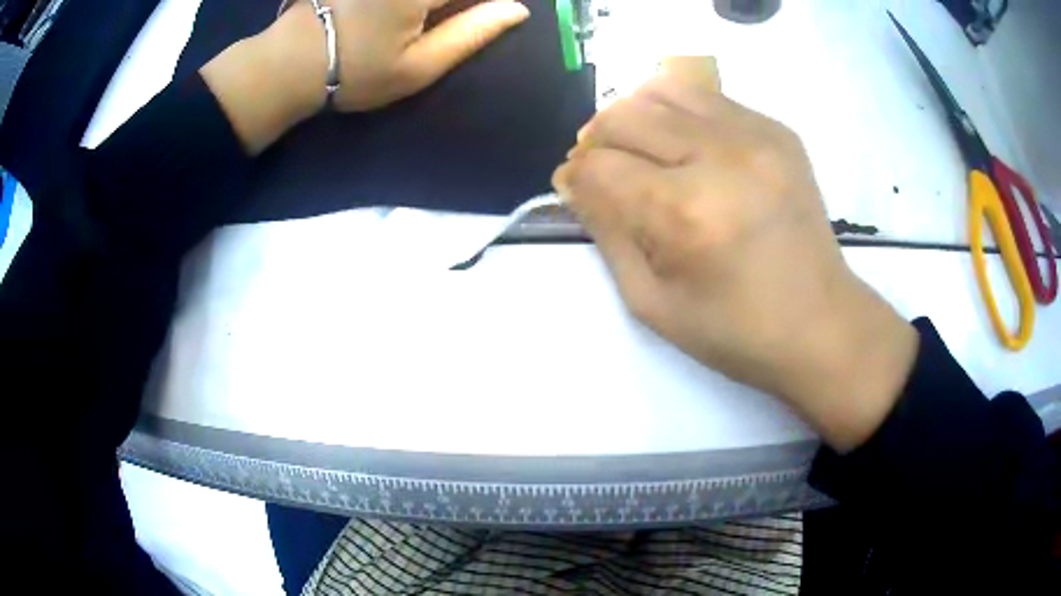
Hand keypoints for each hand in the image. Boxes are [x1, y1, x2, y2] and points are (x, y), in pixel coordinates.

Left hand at [202, 0, 528, 152]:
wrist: (290, 62)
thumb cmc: (357, 71)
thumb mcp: (419, 67)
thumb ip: (472, 33)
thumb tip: (518, 9)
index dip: (492, 4)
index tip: (496, 14)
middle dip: (459, 7)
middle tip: (439, 26)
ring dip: (441, 6)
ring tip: (427, 24)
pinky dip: (423, 5)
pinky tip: (415, 17)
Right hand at [553, 66, 918, 451]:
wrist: (822, 324)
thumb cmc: (736, 331)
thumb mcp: (653, 304)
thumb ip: (607, 235)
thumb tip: (576, 183)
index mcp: (686, 213)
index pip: (599, 166)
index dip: (576, 177)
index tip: (579, 191)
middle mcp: (720, 158)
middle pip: (624, 115)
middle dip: (597, 140)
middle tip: (605, 169)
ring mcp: (755, 136)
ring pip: (662, 89)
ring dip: (635, 116)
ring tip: (641, 149)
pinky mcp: (777, 131)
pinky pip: (706, 96)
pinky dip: (678, 112)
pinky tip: (685, 144)